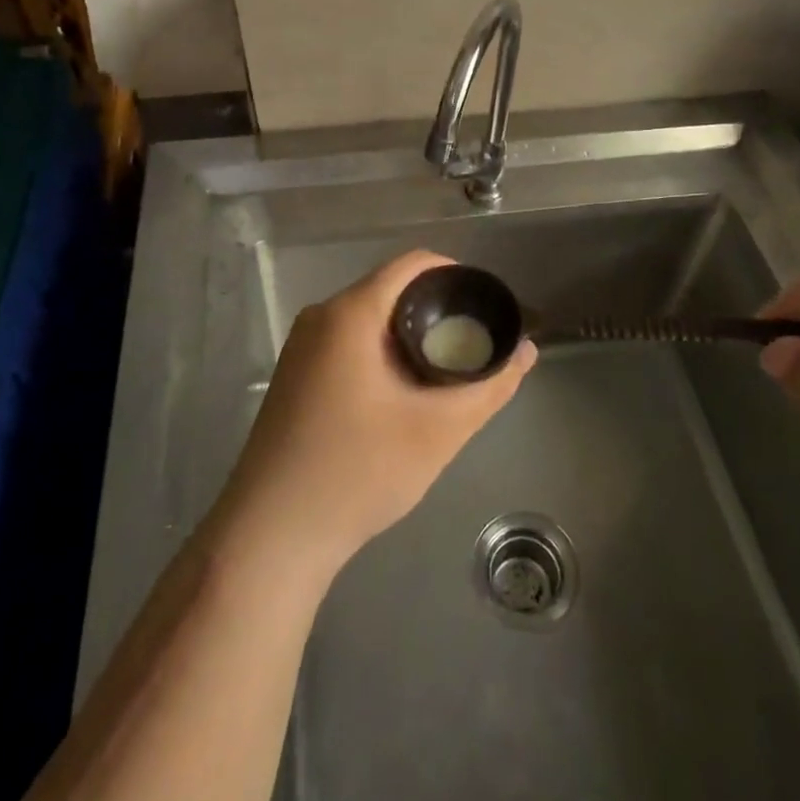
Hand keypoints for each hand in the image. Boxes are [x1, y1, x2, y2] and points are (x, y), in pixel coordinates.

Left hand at [213, 250, 535, 585]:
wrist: (272, 535)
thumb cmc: (358, 471)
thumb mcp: (438, 430)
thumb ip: (489, 386)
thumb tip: (527, 351)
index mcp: (350, 313)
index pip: (413, 264)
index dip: (457, 276)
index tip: (487, 306)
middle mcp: (320, 316)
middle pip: (391, 289)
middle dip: (437, 310)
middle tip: (474, 344)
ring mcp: (301, 346)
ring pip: (370, 318)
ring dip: (410, 334)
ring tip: (446, 369)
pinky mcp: (294, 374)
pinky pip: (349, 341)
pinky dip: (383, 351)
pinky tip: (403, 392)